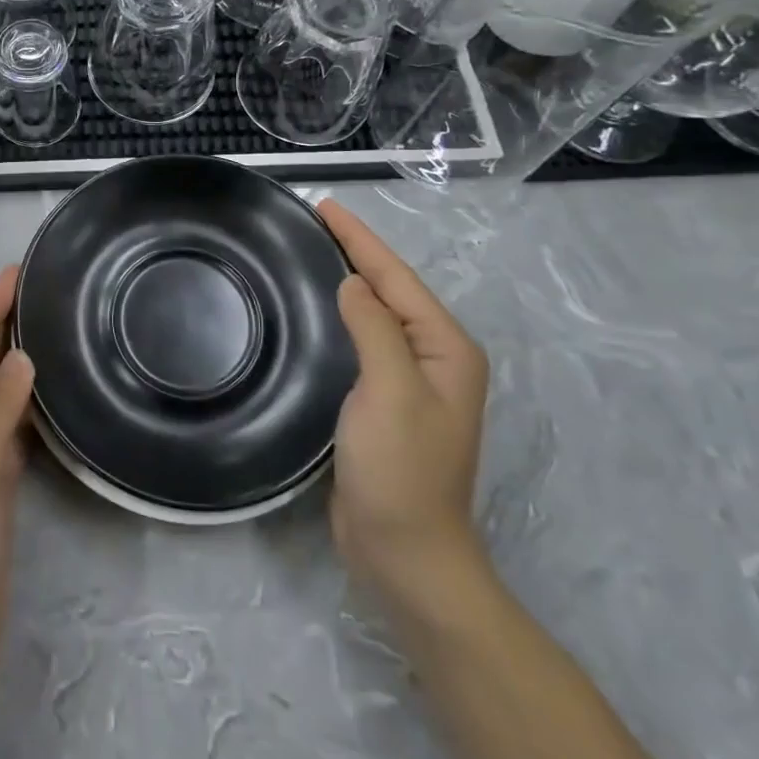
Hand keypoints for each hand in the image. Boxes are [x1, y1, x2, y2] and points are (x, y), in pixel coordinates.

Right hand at [319, 200, 490, 616]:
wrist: (405, 553)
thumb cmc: (401, 469)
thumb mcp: (390, 391)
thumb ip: (375, 328)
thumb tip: (352, 284)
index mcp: (445, 348)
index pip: (396, 278)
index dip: (360, 240)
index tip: (325, 206)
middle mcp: (434, 358)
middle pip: (391, 290)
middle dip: (356, 252)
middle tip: (314, 221)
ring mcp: (410, 382)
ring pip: (377, 313)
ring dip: (349, 280)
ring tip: (313, 251)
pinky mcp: (385, 401)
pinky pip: (364, 340)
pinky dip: (343, 314)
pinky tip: (321, 308)